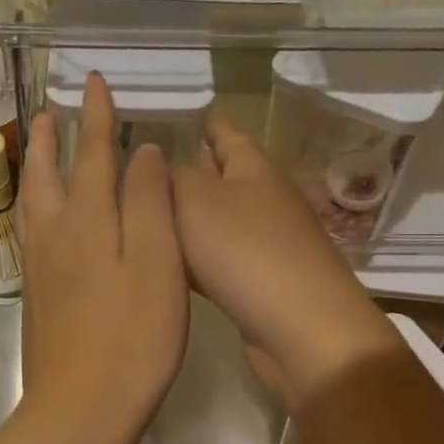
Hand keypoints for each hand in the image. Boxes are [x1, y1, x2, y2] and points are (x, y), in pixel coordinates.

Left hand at [17, 73, 188, 440]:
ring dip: (37, 165)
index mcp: (88, 219)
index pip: (93, 153)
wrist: (81, 406)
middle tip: (50, 107)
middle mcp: (55, 233)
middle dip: (53, 136)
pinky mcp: (37, 293)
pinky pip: (30, 228)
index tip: (94, 81)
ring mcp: (40, 265)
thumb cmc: (133, 335)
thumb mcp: (157, 262)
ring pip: (33, 199)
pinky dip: (34, 202)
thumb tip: (142, 151)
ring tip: (39, 146)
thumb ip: (149, 201)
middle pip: (48, 171)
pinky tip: (39, 214)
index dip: (96, 116)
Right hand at [172, 113, 398, 406]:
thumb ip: (171, 177)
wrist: (302, 328)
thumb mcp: (196, 200)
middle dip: (187, 170)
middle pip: (221, 176)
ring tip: (145, 216)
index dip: (203, 122)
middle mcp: (263, 198)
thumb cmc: (245, 251)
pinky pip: (220, 258)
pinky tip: (170, 265)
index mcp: (252, 168)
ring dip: (188, 218)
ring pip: (216, 220)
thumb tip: (161, 166)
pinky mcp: (261, 282)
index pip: (224, 132)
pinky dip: (196, 256)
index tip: (175, 115)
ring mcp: (266, 242)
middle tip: (140, 171)